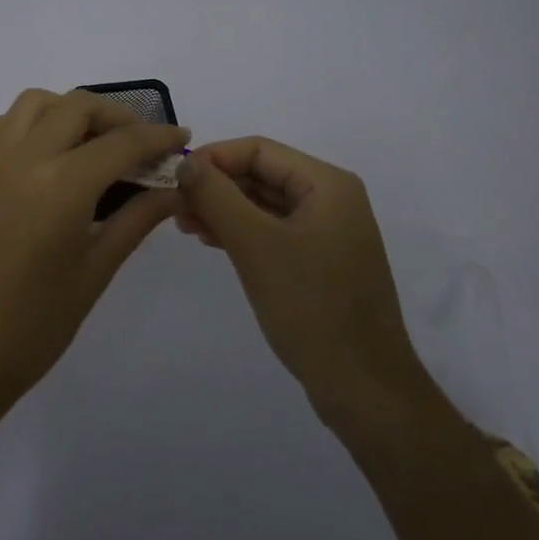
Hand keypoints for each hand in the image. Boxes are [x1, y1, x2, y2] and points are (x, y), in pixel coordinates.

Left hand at [0, 89, 189, 414]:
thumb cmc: (34, 325)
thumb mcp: (96, 271)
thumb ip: (138, 220)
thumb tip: (176, 190)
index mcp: (62, 184)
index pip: (122, 143)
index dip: (158, 137)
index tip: (182, 139)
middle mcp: (25, 158)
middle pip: (78, 106)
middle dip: (118, 117)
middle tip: (143, 147)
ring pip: (36, 103)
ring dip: (72, 110)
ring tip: (96, 143)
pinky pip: (3, 125)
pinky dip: (31, 122)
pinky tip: (47, 154)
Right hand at [176, 137, 429, 421]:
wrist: (364, 389)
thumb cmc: (311, 307)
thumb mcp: (256, 245)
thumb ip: (217, 196)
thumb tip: (186, 160)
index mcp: (327, 184)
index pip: (259, 150)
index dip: (214, 157)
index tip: (174, 177)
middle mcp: (331, 199)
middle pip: (262, 174)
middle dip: (217, 185)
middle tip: (174, 205)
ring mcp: (328, 232)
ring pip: (265, 204)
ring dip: (224, 209)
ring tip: (184, 224)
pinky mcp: (320, 262)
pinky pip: (274, 231)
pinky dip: (242, 231)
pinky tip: (211, 240)